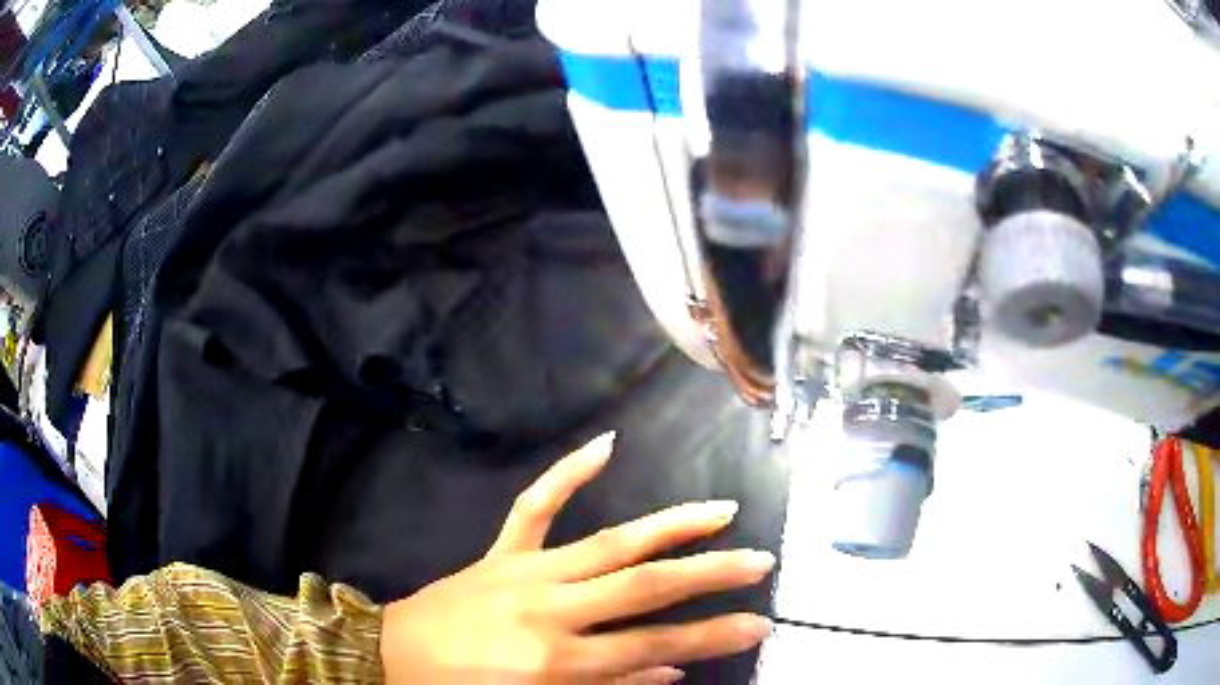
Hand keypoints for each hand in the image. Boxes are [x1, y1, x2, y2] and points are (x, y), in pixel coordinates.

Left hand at [380, 432, 774, 683]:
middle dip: (708, 574)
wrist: (390, 657)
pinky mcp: (499, 553)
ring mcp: (523, 572)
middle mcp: (548, 610)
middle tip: (759, 561)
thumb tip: (671, 671)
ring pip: (608, 542)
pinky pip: (534, 506)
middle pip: (643, 587)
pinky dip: (567, 474)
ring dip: (669, 525)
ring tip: (720, 511)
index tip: (758, 623)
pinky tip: (604, 445)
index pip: (653, 646)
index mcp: (557, 661)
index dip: (711, 637)